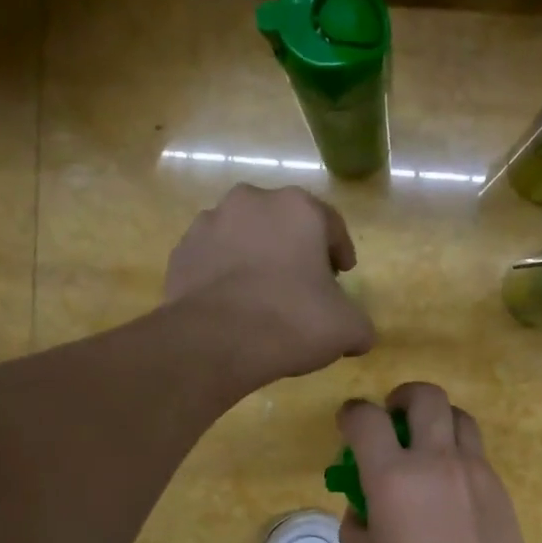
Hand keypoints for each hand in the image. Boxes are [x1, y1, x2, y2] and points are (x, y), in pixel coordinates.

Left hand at [164, 184, 374, 387]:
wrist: (215, 341)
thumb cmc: (292, 321)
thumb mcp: (347, 328)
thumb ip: (360, 325)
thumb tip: (360, 336)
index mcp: (298, 208)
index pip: (330, 224)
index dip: (340, 251)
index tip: (342, 274)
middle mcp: (251, 201)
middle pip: (283, 224)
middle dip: (294, 249)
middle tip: (303, 284)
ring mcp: (209, 223)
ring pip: (244, 237)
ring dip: (255, 258)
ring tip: (262, 296)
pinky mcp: (181, 251)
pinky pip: (212, 259)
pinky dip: (223, 275)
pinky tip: (231, 305)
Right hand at [336, 383, 541, 542]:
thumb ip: (356, 521)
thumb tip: (364, 503)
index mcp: (393, 477)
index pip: (366, 418)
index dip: (351, 413)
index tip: (348, 424)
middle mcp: (435, 459)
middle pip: (424, 395)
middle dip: (402, 397)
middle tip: (393, 418)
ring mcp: (472, 467)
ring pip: (457, 413)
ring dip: (436, 417)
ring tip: (426, 444)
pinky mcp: (497, 483)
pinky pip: (474, 447)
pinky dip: (456, 448)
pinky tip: (448, 481)